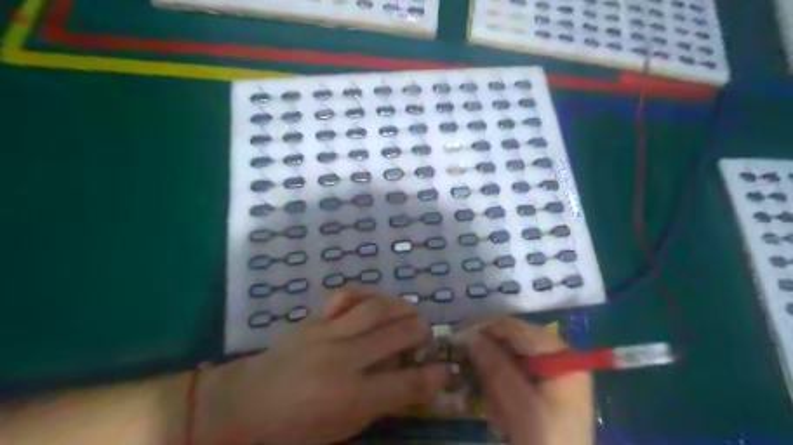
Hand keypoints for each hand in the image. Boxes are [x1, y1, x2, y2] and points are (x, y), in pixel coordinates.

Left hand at [195, 288, 448, 443]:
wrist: (245, 404)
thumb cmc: (293, 429)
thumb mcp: (341, 430)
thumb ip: (379, 404)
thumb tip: (410, 381)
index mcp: (349, 398)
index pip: (405, 384)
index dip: (433, 376)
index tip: (446, 369)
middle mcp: (342, 360)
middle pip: (395, 335)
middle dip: (420, 332)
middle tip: (426, 335)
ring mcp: (327, 334)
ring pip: (375, 309)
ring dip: (401, 307)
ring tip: (410, 313)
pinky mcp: (315, 319)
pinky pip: (346, 295)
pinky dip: (367, 294)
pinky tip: (375, 302)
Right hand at [466, 317, 594, 443]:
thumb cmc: (546, 440)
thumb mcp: (517, 403)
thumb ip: (493, 365)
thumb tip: (468, 336)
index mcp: (559, 353)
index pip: (514, 327)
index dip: (483, 328)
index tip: (455, 337)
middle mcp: (556, 356)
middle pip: (511, 341)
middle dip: (487, 357)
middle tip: (465, 369)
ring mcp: (552, 372)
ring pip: (509, 359)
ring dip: (493, 378)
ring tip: (493, 408)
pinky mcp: (545, 388)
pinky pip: (514, 375)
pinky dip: (501, 390)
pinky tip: (500, 414)